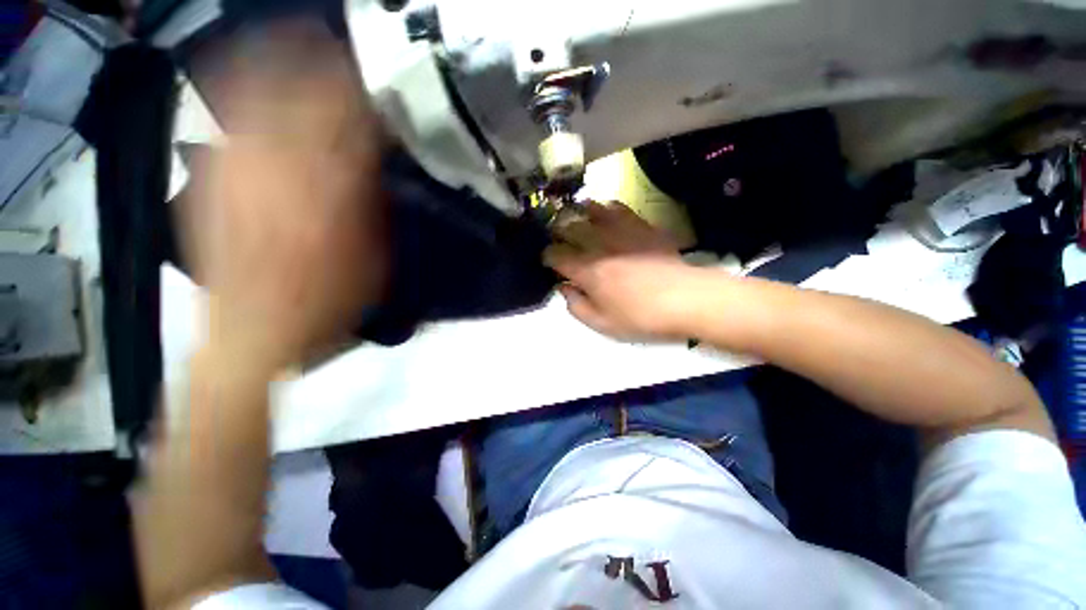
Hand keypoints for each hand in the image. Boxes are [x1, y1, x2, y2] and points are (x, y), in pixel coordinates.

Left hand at [183, 21, 385, 366]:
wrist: (250, 333)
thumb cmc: (324, 306)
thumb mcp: (371, 263)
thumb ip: (373, 209)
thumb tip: (373, 164)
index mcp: (327, 201)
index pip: (351, 132)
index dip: (368, 102)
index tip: (383, 86)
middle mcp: (277, 174)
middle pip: (301, 102)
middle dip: (325, 70)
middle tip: (344, 52)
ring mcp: (236, 172)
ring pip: (257, 99)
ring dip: (282, 65)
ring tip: (302, 43)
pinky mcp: (211, 180)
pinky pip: (225, 120)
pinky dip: (241, 89)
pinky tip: (253, 76)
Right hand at [544, 201, 699, 340]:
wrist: (687, 299)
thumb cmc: (642, 317)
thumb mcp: (603, 324)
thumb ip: (576, 306)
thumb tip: (564, 288)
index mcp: (586, 270)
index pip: (555, 255)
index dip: (547, 257)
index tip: (549, 262)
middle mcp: (599, 244)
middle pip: (568, 227)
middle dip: (557, 232)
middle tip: (558, 238)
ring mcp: (621, 231)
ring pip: (590, 210)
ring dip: (578, 213)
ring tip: (576, 218)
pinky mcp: (641, 225)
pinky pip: (618, 207)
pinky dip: (606, 208)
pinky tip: (605, 213)